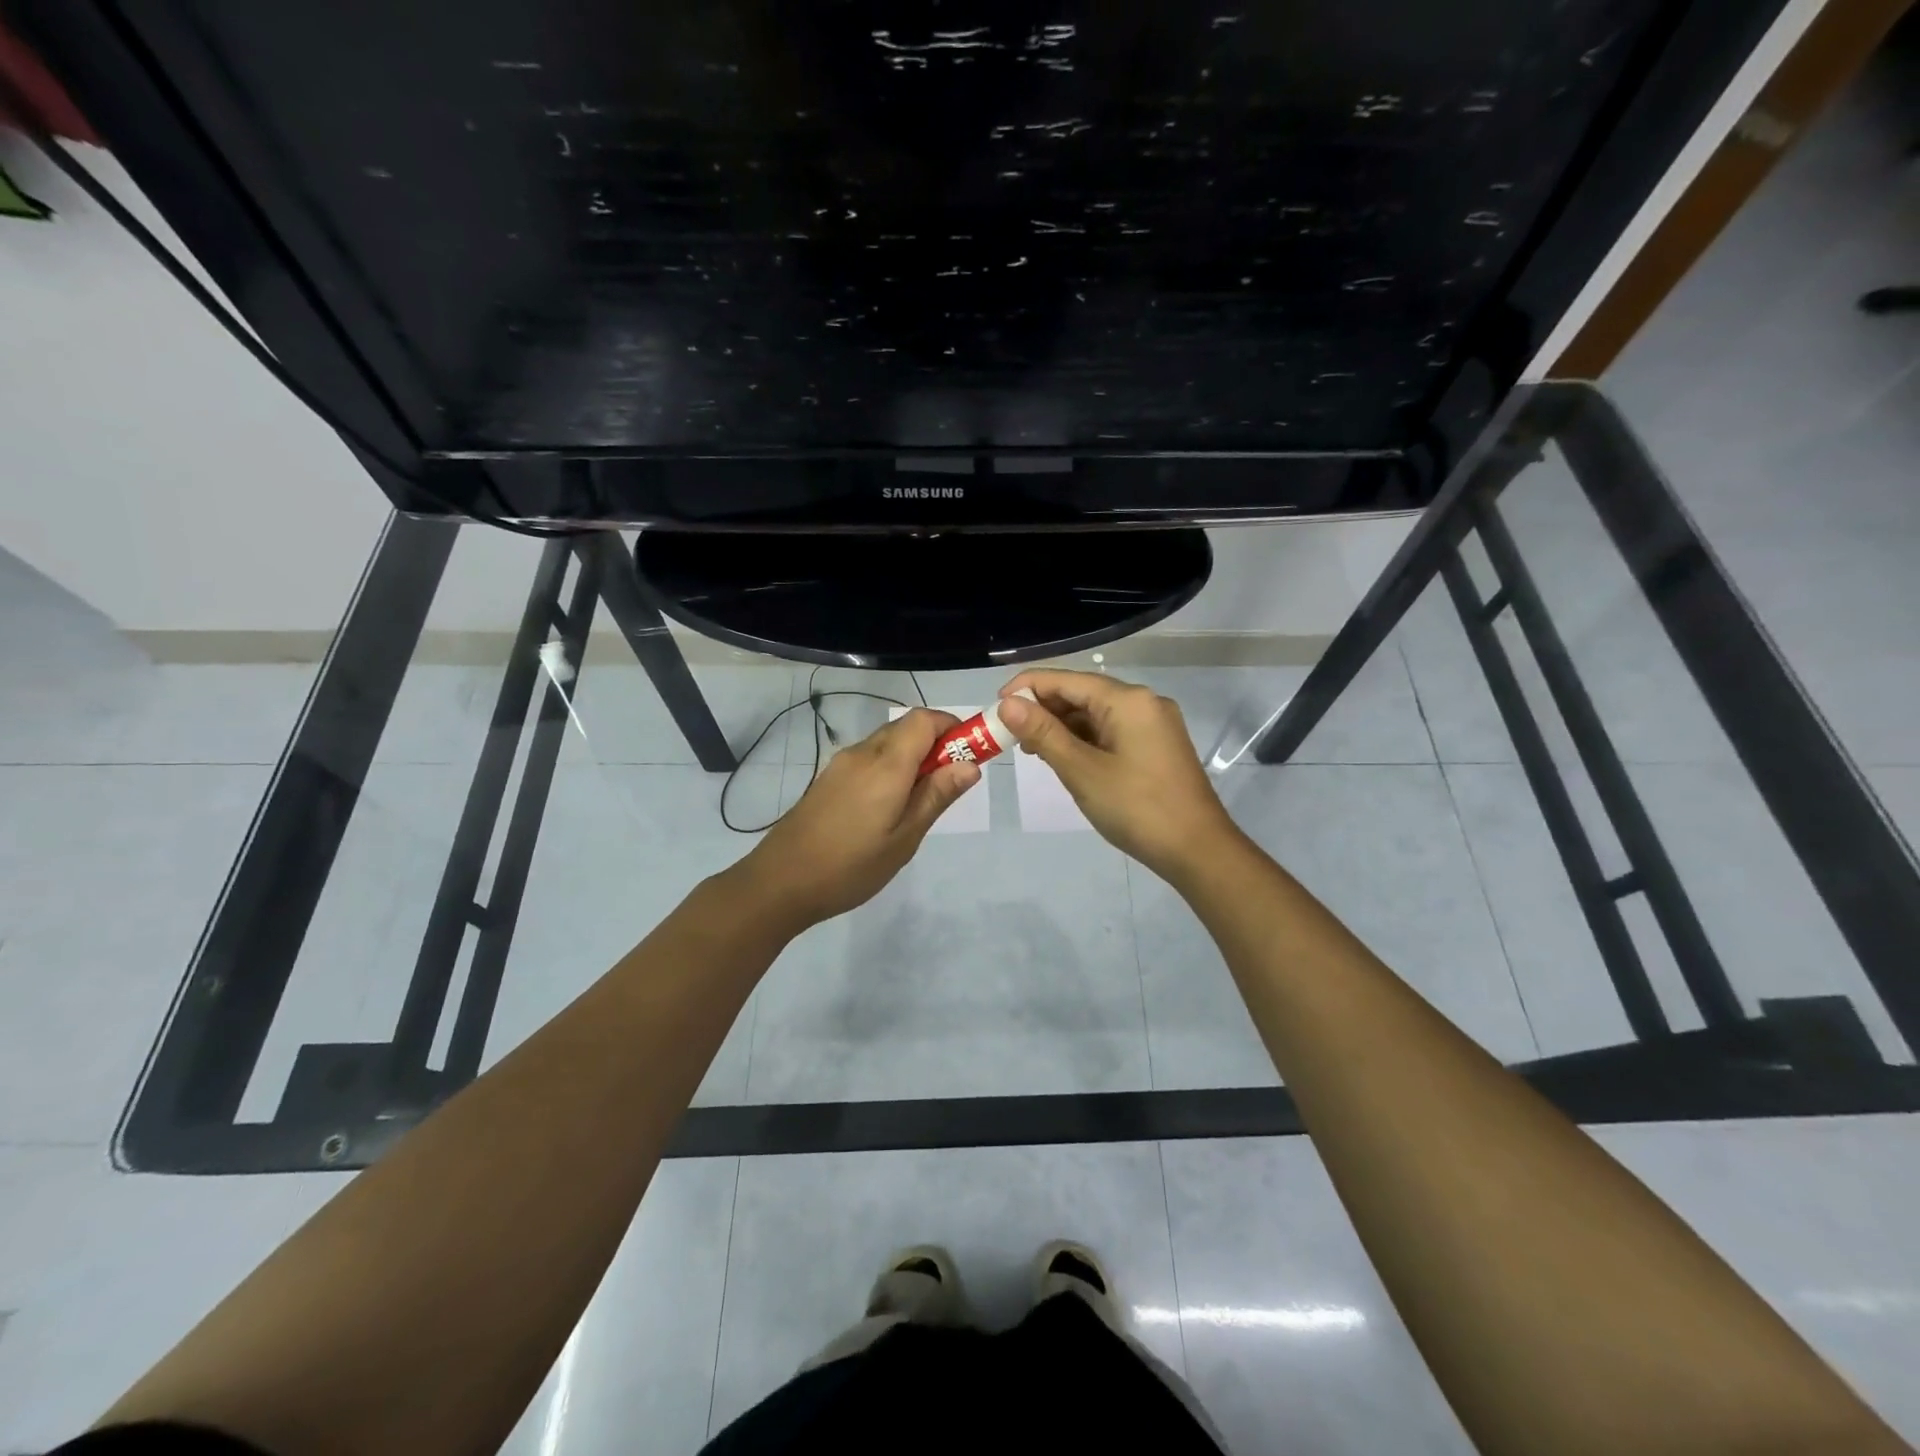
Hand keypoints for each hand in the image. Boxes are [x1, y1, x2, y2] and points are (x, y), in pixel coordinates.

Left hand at [736, 707, 980, 930]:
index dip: (952, 727)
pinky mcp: (828, 779)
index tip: (970, 754)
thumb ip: (936, 796)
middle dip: (936, 743)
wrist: (779, 882)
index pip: (924, 719)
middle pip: (906, 728)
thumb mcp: (904, 839)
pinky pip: (869, 759)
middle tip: (950, 782)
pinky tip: (888, 808)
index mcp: (886, 765)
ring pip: (887, 743)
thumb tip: (970, 765)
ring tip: (920, 801)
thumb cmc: (850, 866)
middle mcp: (862, 753)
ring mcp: (841, 765)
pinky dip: (890, 768)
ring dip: (912, 757)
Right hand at [997, 670, 1241, 882]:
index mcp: (1128, 700)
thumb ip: (1044, 734)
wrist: (1198, 850)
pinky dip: (1085, 739)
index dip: (1027, 688)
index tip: (995, 707)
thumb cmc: (1136, 808)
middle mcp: (1144, 701)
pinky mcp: (1157, 745)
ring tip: (1032, 749)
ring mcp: (1154, 724)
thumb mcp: (1082, 771)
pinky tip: (1065, 756)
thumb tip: (1007, 704)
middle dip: (1044, 709)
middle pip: (1083, 693)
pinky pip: (1112, 730)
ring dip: (1063, 726)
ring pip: (1097, 713)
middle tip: (1010, 735)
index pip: (1067, 680)